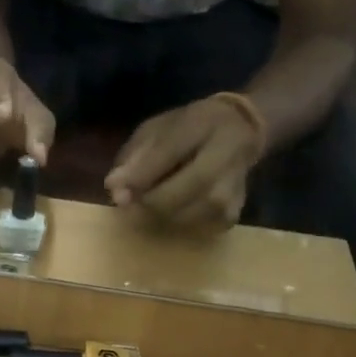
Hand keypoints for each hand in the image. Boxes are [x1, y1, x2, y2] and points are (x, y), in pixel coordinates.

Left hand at [104, 96, 263, 227]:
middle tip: (132, 199)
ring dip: (156, 214)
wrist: (243, 132)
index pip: (165, 156)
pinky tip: (177, 206)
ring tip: (156, 197)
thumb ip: (135, 155)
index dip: (137, 177)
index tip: (115, 189)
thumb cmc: (190, 129)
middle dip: (144, 202)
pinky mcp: (230, 216)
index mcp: (200, 127)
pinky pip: (190, 229)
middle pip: (172, 197)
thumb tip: (113, 187)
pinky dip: (175, 222)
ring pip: (178, 218)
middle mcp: (222, 161)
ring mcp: (230, 193)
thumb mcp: (157, 128)